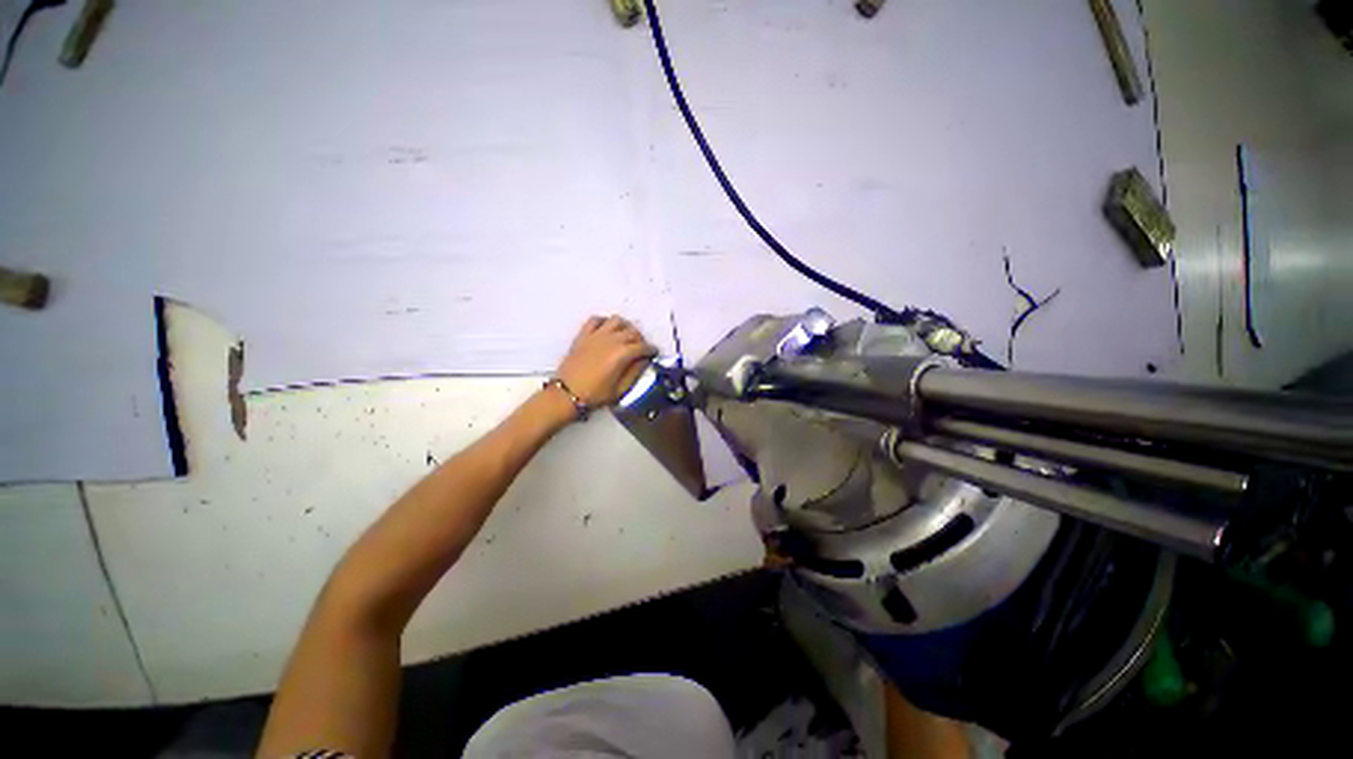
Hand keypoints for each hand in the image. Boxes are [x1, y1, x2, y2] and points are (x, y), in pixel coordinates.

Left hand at [555, 315, 656, 406]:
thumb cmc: (595, 395)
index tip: (654, 353)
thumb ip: (635, 372)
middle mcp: (611, 340)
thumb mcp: (620, 389)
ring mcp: (596, 335)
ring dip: (625, 327)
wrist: (566, 394)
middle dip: (640, 339)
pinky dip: (604, 321)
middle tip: (641, 349)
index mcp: (622, 354)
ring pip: (617, 321)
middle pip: (632, 332)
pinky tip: (607, 330)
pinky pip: (596, 319)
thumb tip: (644, 361)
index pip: (643, 346)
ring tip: (626, 336)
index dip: (651, 350)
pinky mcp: (583, 335)